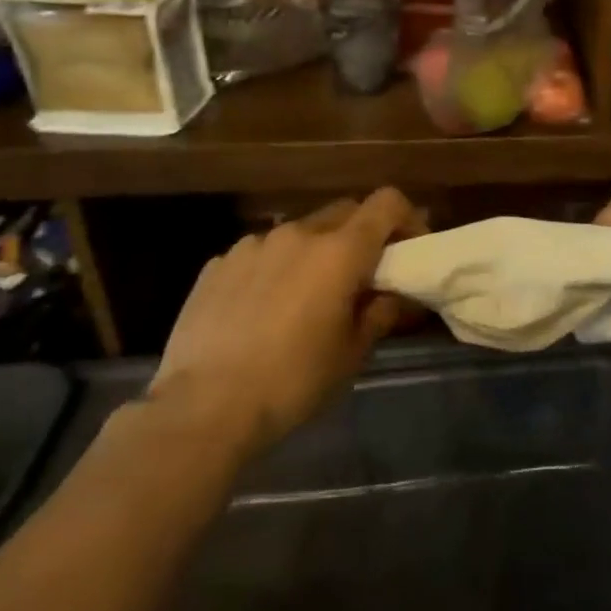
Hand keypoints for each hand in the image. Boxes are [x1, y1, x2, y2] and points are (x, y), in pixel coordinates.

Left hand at [152, 188, 420, 449]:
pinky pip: (261, 254)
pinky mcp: (217, 264)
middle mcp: (298, 234)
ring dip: (315, 253)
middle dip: (362, 235)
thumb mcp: (353, 353)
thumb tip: (390, 294)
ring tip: (306, 297)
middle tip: (361, 276)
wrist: (203, 407)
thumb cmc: (293, 381)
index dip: (406, 218)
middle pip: (345, 211)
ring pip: (300, 233)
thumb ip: (380, 312)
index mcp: (340, 252)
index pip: (387, 203)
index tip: (407, 251)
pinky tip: (262, 310)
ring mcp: (252, 245)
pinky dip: (275, 269)